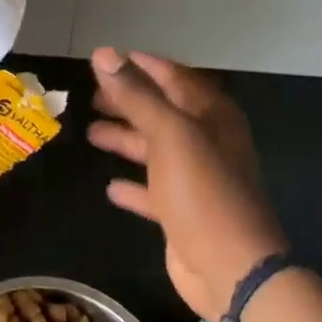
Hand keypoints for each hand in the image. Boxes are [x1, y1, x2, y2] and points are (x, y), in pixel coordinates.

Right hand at [87, 48, 287, 321]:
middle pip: (162, 112)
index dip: (143, 66)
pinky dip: (134, 185)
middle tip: (92, 96)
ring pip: (155, 150)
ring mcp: (196, 179)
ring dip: (126, 139)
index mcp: (211, 116)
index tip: (107, 59)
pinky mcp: (183, 213)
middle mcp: (206, 142)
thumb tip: (104, 53)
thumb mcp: (169, 134)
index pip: (174, 77)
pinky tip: (110, 186)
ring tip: (91, 131)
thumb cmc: (202, 191)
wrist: (230, 267)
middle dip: (129, 101)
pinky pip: (153, 191)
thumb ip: (136, 95)